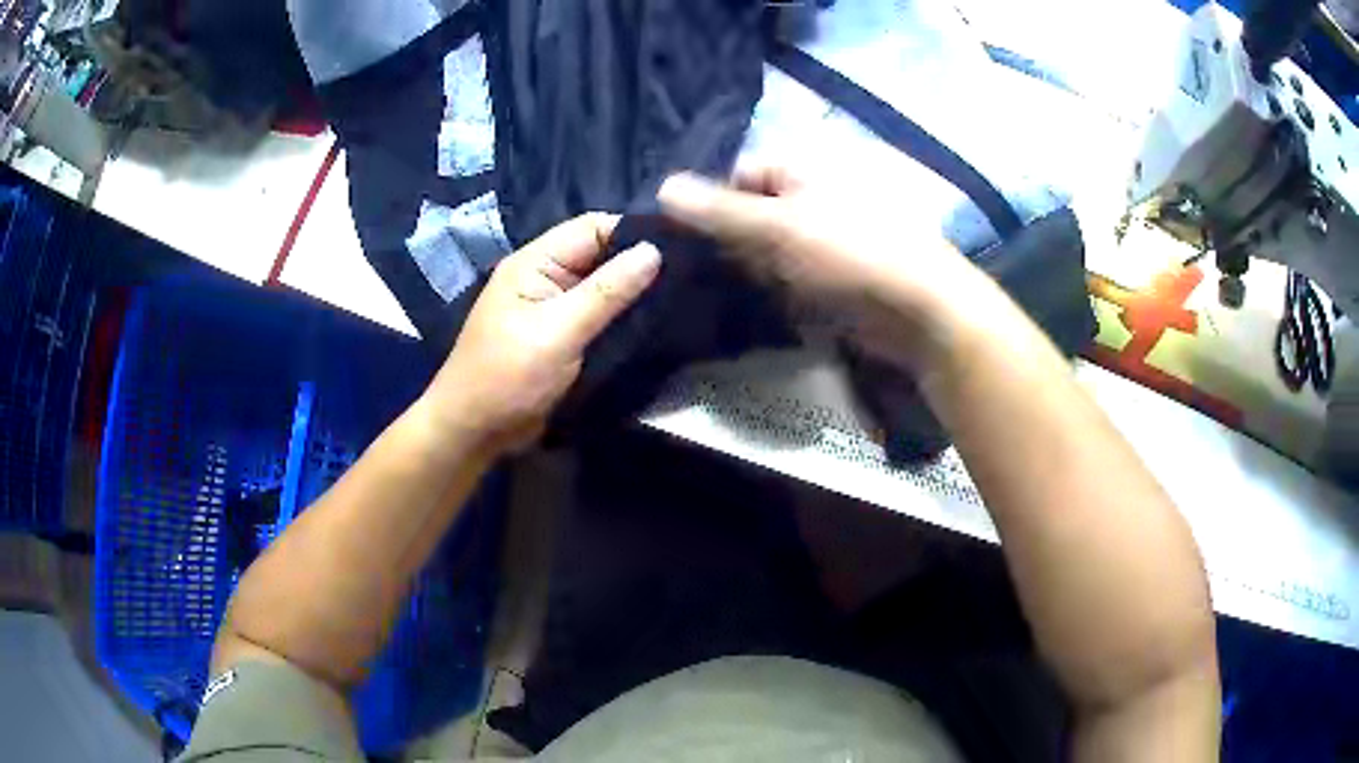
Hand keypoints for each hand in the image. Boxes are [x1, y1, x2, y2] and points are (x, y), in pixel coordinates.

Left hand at [425, 214, 660, 453]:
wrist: (474, 432)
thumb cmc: (508, 377)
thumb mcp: (558, 332)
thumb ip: (606, 292)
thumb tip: (654, 250)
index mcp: (535, 262)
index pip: (593, 227)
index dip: (633, 233)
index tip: (679, 249)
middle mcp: (545, 277)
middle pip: (600, 255)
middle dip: (638, 265)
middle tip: (687, 279)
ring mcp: (553, 308)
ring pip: (603, 287)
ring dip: (633, 295)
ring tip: (678, 301)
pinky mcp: (562, 336)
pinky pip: (598, 316)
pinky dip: (622, 319)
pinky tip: (655, 325)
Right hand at [658, 164, 988, 370]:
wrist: (919, 311)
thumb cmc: (850, 252)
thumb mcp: (778, 226)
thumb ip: (720, 210)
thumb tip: (663, 187)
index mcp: (804, 171)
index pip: (741, 174)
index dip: (711, 200)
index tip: (683, 236)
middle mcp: (813, 199)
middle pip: (753, 212)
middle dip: (726, 238)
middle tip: (690, 270)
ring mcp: (824, 240)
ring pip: (768, 249)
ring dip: (744, 268)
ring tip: (708, 291)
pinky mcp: (831, 278)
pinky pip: (787, 278)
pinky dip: (767, 290)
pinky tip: (743, 306)